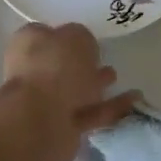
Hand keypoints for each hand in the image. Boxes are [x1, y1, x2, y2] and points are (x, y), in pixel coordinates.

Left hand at [0, 23, 140, 160]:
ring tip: (117, 78)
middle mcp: (31, 71)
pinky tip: (133, 101)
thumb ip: (82, 38)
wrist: (41, 122)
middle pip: (59, 64)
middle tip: (102, 58)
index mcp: (27, 44)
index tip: (86, 38)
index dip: (64, 34)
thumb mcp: (76, 36)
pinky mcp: (61, 127)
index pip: (44, 34)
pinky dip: (110, 107)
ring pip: (74, 89)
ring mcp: (44, 102)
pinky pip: (90, 112)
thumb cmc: (54, 67)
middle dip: (80, 63)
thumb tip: (83, 47)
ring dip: (95, 84)